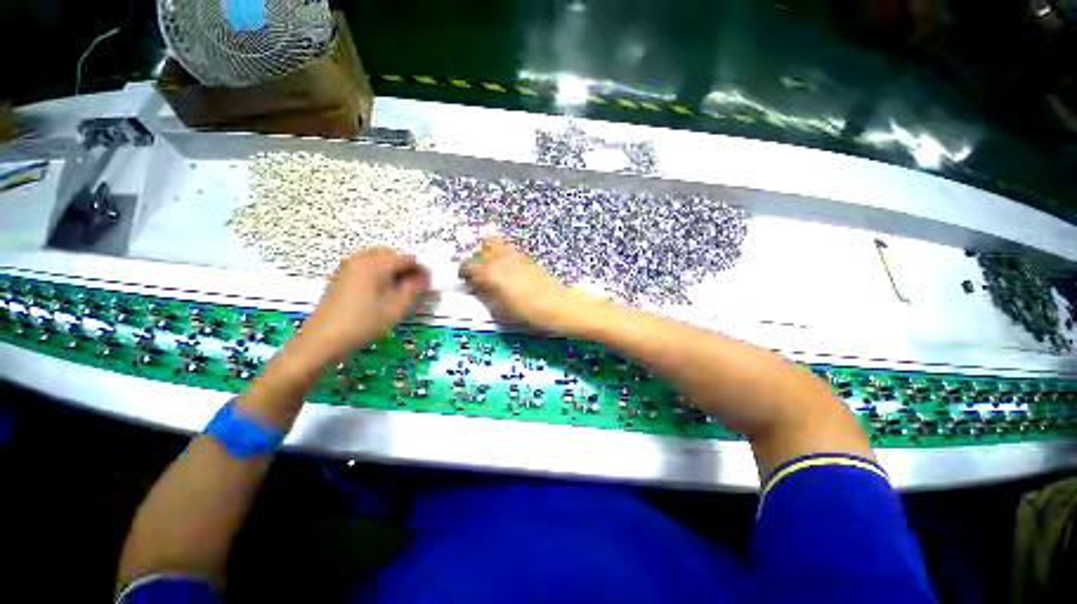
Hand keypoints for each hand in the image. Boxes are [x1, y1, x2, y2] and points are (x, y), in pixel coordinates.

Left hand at [291, 250, 429, 367]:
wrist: (323, 340)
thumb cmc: (364, 323)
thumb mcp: (397, 307)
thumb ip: (415, 288)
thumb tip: (426, 276)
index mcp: (375, 264)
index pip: (407, 258)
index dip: (421, 270)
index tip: (429, 284)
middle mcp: (360, 259)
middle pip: (392, 255)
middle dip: (407, 268)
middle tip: (415, 288)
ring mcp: (348, 266)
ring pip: (379, 260)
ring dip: (393, 270)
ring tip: (400, 291)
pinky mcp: (341, 276)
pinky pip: (366, 266)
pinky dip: (379, 273)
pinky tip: (382, 292)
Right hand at [460, 236, 593, 331]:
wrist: (555, 306)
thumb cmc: (526, 312)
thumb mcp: (499, 309)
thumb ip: (483, 294)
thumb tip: (474, 287)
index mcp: (489, 273)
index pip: (467, 265)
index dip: (464, 274)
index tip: (466, 282)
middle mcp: (500, 259)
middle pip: (479, 251)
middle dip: (475, 261)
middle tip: (478, 275)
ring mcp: (514, 255)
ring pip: (493, 243)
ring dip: (488, 252)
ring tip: (491, 266)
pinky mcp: (525, 257)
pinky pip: (507, 248)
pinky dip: (501, 253)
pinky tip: (506, 267)